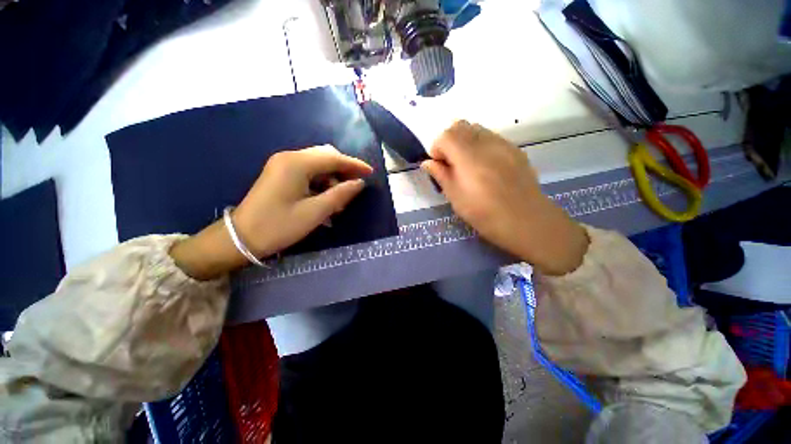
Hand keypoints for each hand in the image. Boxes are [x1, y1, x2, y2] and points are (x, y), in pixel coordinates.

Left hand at [171, 145, 371, 279]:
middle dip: (344, 170)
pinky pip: (308, 173)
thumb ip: (340, 194)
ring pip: (318, 165)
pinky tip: (326, 199)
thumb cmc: (279, 226)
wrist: (241, 238)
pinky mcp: (280, 174)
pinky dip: (321, 183)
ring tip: (340, 200)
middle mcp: (289, 158)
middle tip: (356, 186)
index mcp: (296, 164)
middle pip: (325, 156)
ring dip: (333, 178)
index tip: (371, 173)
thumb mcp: (315, 212)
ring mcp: (283, 165)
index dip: (355, 165)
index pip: (333, 158)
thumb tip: (359, 183)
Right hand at [421, 121, 587, 275]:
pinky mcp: (515, 150)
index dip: (437, 149)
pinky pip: (492, 137)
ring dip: (465, 141)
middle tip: (451, 163)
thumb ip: (441, 175)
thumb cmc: (484, 213)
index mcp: (467, 156)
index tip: (439, 166)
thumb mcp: (455, 197)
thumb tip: (428, 162)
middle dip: (449, 141)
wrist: (525, 220)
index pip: (445, 136)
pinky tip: (486, 166)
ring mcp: (503, 144)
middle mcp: (485, 143)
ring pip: (477, 129)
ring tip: (468, 165)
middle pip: (460, 126)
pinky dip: (481, 145)